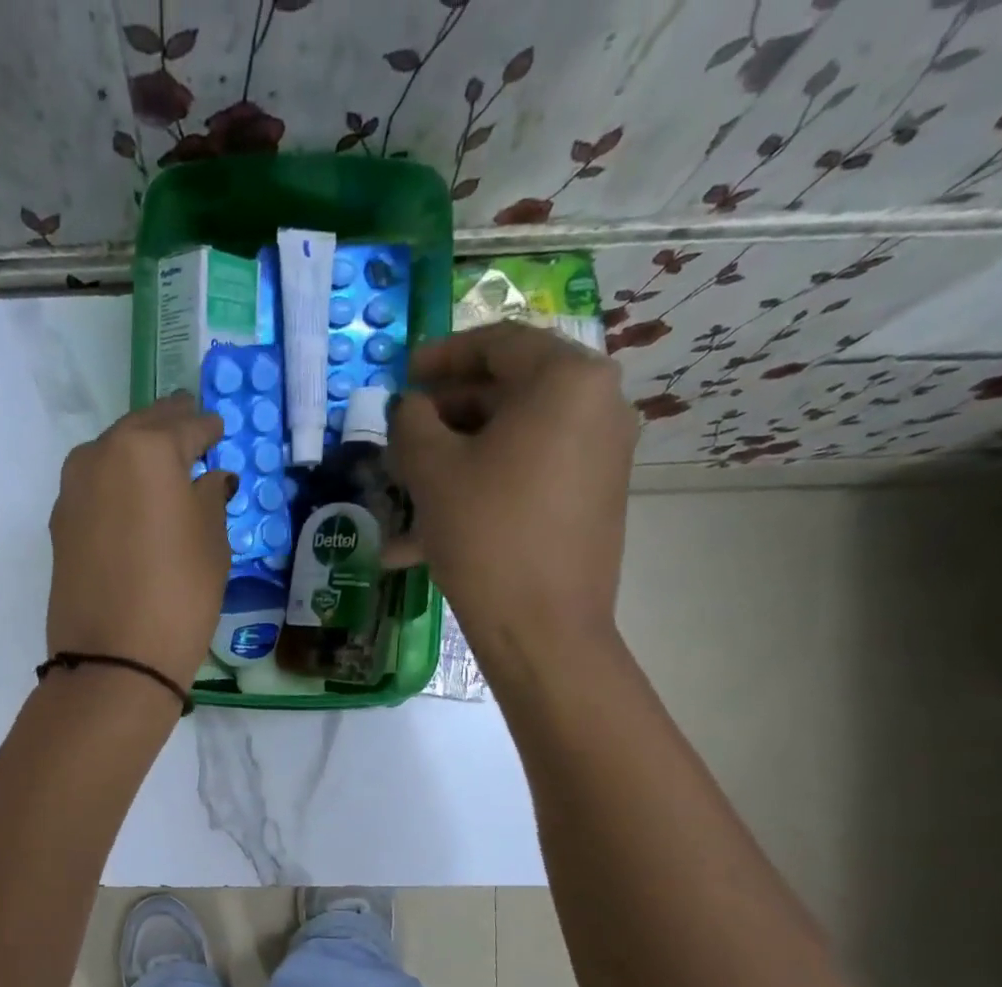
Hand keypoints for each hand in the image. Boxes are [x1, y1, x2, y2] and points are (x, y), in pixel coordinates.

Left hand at [47, 393, 232, 689]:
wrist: (114, 659)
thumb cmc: (179, 595)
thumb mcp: (212, 543)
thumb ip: (210, 498)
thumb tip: (208, 478)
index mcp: (146, 449)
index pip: (187, 425)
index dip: (208, 429)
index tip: (219, 431)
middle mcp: (101, 454)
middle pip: (142, 428)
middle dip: (169, 429)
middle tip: (192, 434)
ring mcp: (72, 488)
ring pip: (113, 454)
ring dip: (138, 455)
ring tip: (164, 471)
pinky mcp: (60, 522)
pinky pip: (96, 487)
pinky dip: (117, 485)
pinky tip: (134, 504)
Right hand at [386, 322, 637, 652]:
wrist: (544, 628)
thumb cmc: (487, 534)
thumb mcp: (432, 471)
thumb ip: (411, 422)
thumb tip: (410, 408)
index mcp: (567, 380)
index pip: (498, 344)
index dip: (442, 355)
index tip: (404, 374)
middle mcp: (597, 406)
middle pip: (508, 393)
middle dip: (445, 416)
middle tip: (402, 437)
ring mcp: (600, 456)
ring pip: (512, 442)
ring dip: (455, 461)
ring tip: (404, 493)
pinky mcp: (592, 499)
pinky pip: (527, 478)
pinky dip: (482, 491)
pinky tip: (428, 535)